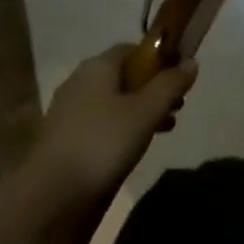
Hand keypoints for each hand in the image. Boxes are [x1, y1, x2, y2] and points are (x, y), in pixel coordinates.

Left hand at [27, 45, 197, 202]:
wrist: (51, 193)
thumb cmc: (103, 142)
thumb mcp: (146, 111)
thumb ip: (170, 85)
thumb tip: (192, 62)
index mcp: (97, 67)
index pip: (132, 49)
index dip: (159, 59)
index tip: (180, 77)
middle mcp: (80, 82)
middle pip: (124, 76)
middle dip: (153, 88)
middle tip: (178, 106)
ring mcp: (70, 111)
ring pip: (114, 101)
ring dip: (141, 110)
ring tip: (165, 128)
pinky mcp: (66, 138)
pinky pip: (102, 123)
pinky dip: (123, 128)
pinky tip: (136, 147)